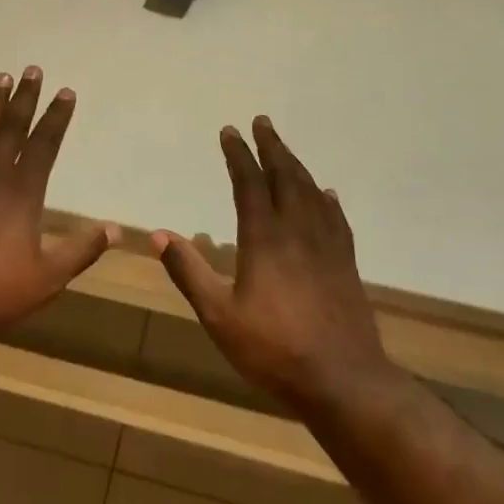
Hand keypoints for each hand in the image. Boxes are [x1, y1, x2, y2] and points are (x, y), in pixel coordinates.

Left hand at [0, 67, 117, 337]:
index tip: (65, 92)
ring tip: (1, 78)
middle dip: (25, 99)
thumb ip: (80, 251)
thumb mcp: (46, 278)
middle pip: (11, 128)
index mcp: (22, 194)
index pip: (44, 145)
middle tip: (32, 70)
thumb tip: (114, 229)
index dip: (56, 118)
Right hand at [152, 116, 396, 408]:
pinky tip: (325, 194)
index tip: (229, 131)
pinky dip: (327, 200)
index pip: (249, 184)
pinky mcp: (346, 264)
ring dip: (296, 165)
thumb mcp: (219, 316)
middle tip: (262, 122)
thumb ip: (189, 272)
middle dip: (271, 147)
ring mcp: (327, 247)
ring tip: (285, 149)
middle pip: (285, 177)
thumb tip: (157, 235)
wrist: (344, 380)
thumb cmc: (273, 349)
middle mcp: (298, 232)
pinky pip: (336, 219)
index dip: (238, 155)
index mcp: (264, 239)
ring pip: (311, 193)